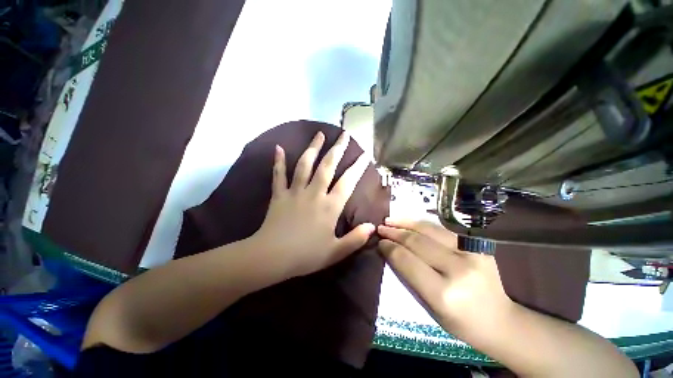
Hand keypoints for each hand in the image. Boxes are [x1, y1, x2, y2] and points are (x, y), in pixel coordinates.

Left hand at [252, 131, 374, 279]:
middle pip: (327, 166)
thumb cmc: (306, 255)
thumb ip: (355, 239)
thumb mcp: (336, 252)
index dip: (357, 168)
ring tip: (319, 134)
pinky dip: (278, 161)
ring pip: (304, 165)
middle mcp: (314, 193)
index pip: (347, 182)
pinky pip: (278, 175)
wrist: (272, 257)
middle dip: (337, 149)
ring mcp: (295, 192)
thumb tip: (372, 226)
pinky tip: (278, 148)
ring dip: (313, 148)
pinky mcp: (279, 195)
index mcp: (329, 206)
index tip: (365, 155)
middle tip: (344, 135)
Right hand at [377, 219, 515, 343]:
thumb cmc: (460, 321)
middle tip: (380, 228)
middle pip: (417, 242)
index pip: (407, 261)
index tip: (379, 241)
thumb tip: (389, 250)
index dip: (390, 248)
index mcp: (444, 293)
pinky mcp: (478, 245)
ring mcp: (472, 253)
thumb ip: (408, 276)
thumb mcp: (429, 306)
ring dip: (406, 223)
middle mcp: (458, 269)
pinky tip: (410, 222)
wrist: (501, 320)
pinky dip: (422, 224)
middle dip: (395, 232)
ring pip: (430, 230)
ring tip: (390, 220)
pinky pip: (442, 229)